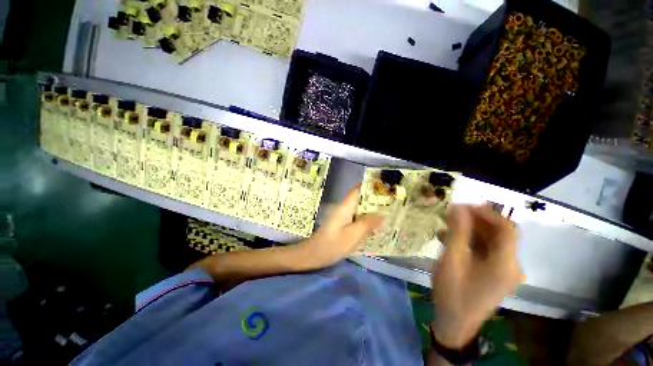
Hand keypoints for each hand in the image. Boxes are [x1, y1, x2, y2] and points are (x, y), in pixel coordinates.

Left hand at [300, 186, 382, 267]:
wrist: (313, 255)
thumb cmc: (332, 244)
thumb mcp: (352, 235)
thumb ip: (367, 225)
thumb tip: (382, 216)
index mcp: (345, 208)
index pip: (357, 191)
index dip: (369, 187)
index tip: (384, 188)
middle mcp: (343, 209)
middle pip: (359, 200)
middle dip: (374, 200)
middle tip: (391, 203)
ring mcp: (342, 217)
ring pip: (359, 210)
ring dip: (370, 210)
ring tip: (387, 213)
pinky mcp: (342, 225)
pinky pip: (356, 218)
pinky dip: (365, 219)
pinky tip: (374, 226)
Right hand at [431, 204, 522, 348]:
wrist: (454, 323)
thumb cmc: (453, 292)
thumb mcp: (452, 259)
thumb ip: (457, 232)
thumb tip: (458, 207)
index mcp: (505, 263)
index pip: (505, 228)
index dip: (486, 212)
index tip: (462, 206)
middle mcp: (511, 265)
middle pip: (499, 233)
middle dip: (476, 220)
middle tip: (452, 214)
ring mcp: (504, 271)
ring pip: (491, 241)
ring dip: (470, 230)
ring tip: (447, 227)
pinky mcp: (495, 274)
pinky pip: (486, 251)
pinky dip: (470, 242)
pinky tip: (451, 241)